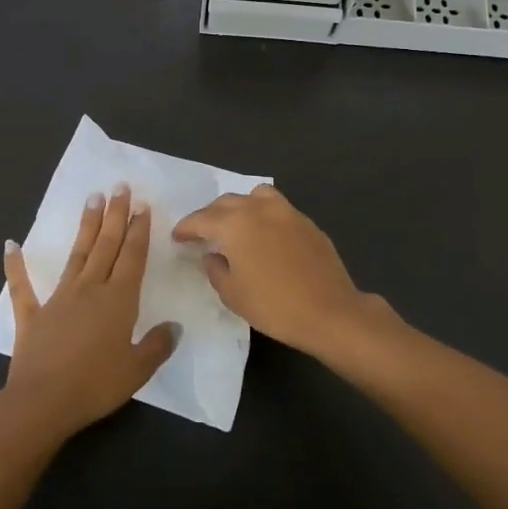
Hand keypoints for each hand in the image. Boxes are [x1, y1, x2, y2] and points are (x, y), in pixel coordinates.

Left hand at [0, 185, 176, 442]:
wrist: (42, 402)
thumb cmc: (96, 385)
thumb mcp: (137, 369)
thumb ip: (157, 345)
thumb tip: (173, 327)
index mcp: (118, 301)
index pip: (132, 257)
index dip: (139, 231)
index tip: (142, 205)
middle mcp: (90, 290)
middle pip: (106, 246)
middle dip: (115, 215)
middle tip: (119, 187)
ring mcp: (58, 299)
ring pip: (76, 255)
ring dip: (86, 227)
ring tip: (92, 199)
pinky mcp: (32, 315)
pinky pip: (22, 287)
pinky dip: (15, 266)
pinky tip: (10, 245)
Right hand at [172, 185, 373, 357]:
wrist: (330, 311)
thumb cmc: (274, 306)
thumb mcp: (232, 294)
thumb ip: (215, 269)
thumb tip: (213, 255)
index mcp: (235, 224)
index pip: (201, 219)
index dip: (186, 228)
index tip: (177, 236)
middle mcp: (259, 209)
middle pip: (227, 202)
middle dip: (210, 215)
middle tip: (202, 232)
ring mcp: (287, 212)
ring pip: (255, 196)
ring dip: (240, 206)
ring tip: (236, 225)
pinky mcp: (307, 222)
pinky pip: (277, 209)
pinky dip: (264, 215)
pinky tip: (265, 236)